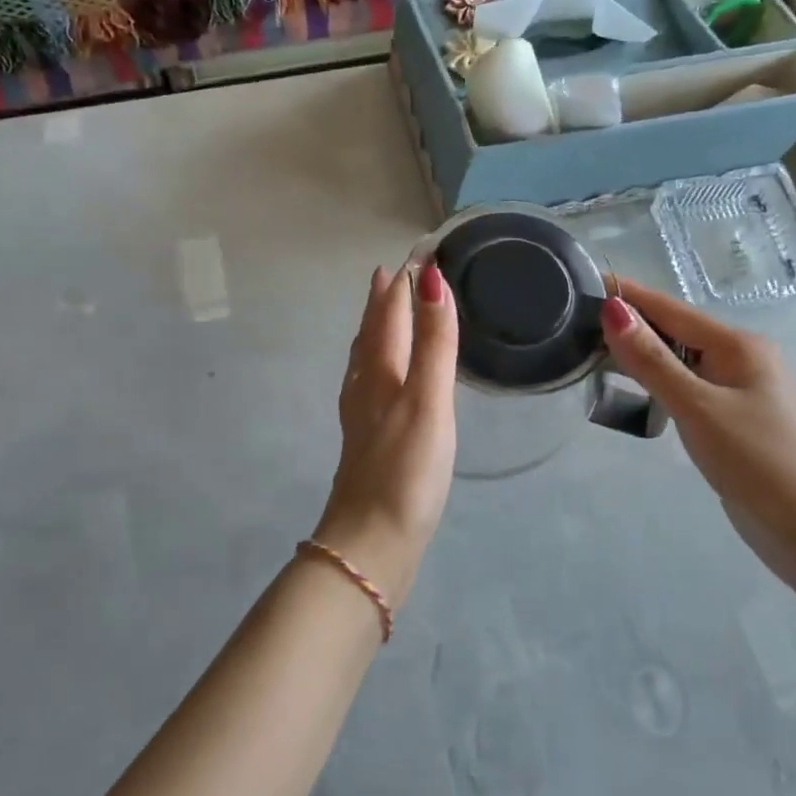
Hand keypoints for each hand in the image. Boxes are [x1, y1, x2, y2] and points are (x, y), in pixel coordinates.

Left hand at [312, 263, 458, 607]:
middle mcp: (365, 386)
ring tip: (384, 313)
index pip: (388, 312)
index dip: (401, 282)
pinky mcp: (368, 441)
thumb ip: (433, 342)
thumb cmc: (406, 469)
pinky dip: (378, 364)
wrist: (372, 542)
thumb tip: (430, 278)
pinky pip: (370, 384)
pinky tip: (382, 380)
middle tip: (393, 273)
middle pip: (371, 331)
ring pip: (366, 358)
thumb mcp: (428, 399)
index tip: (416, 253)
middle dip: (382, 300)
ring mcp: (362, 415)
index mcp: (380, 370)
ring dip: (376, 329)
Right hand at [600, 277, 795, 588]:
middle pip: (676, 330)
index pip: (670, 309)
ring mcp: (742, 389)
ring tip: (594, 349)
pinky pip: (689, 385)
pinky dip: (660, 380)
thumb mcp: (697, 408)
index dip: (628, 296)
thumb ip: (651, 360)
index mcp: (739, 345)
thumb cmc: (757, 461)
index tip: (583, 283)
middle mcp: (742, 358)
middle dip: (631, 324)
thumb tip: (612, 310)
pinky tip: (636, 389)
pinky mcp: (736, 418)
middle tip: (576, 322)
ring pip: (682, 359)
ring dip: (643, 353)